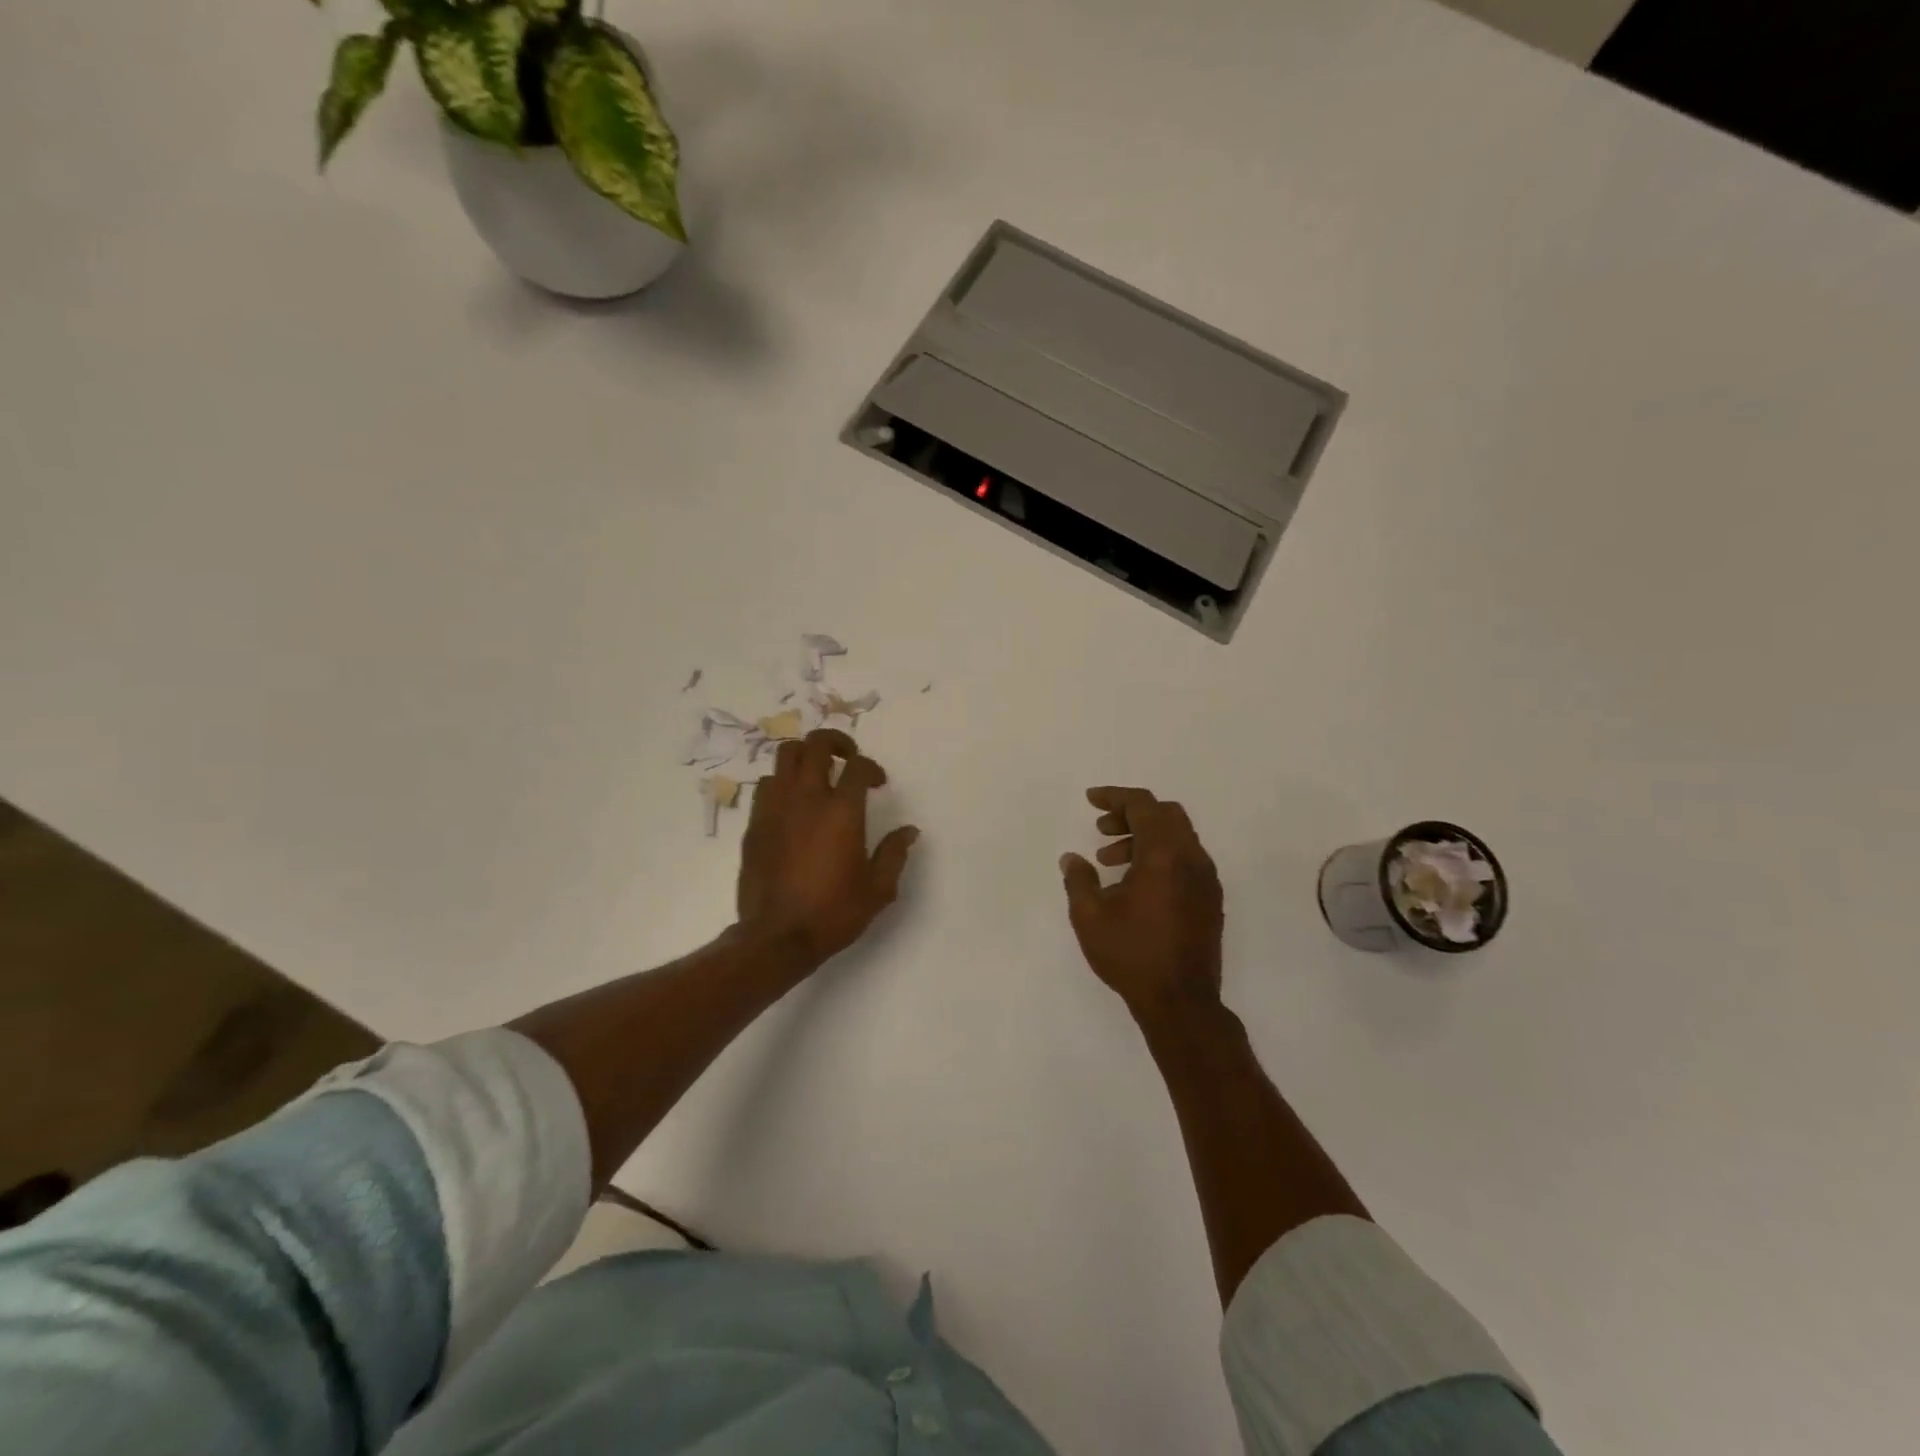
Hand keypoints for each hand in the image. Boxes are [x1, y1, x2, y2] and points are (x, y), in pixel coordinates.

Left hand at [737, 728, 918, 971]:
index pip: (857, 766)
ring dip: (804, 758)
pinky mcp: (755, 823)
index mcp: (841, 811)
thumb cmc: (833, 912)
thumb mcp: (878, 889)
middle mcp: (806, 799)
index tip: (877, 782)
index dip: (871, 767)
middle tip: (846, 757)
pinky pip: (767, 785)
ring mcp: (775, 808)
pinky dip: (783, 783)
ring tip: (817, 774)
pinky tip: (793, 804)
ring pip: (784, 756)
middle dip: (835, 741)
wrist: (777, 937)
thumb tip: (909, 830)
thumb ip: (894, 853)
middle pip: (815, 744)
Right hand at [1060, 787, 1223, 1023]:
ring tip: (1109, 860)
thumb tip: (1072, 858)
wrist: (1181, 1002)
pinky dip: (1160, 856)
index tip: (1090, 800)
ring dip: (1144, 836)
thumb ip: (1079, 879)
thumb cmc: (1132, 955)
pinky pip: (1186, 859)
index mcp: (1164, 855)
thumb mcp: (1090, 916)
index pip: (1143, 805)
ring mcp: (1206, 880)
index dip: (1115, 796)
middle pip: (1165, 814)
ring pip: (1177, 836)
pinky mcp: (1210, 899)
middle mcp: (1192, 859)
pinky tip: (1134, 883)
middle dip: (1131, 814)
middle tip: (1101, 830)